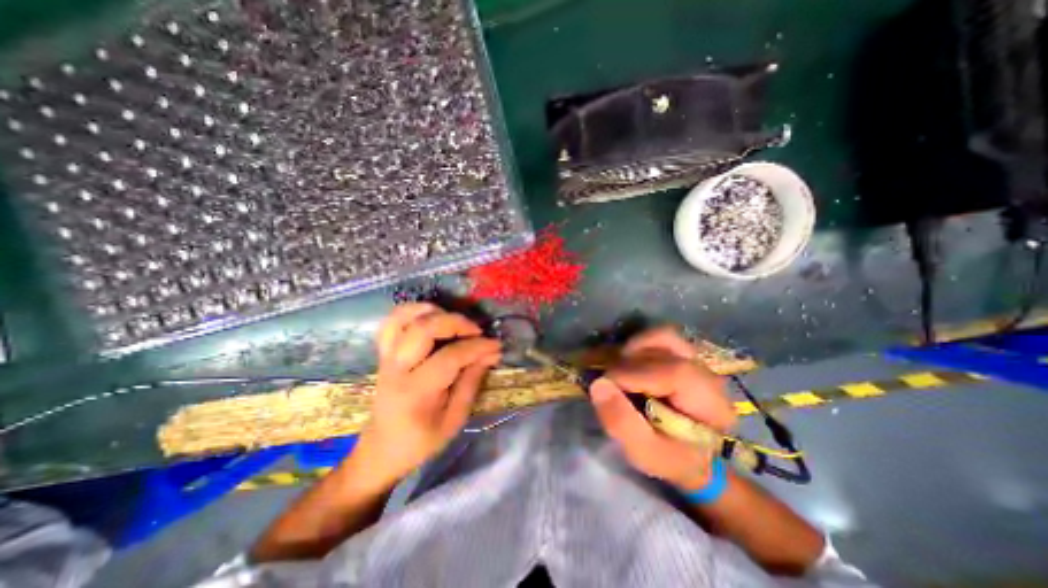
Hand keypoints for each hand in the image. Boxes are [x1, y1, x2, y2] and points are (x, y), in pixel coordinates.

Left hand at [350, 302, 500, 486]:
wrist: (381, 450)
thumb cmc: (421, 441)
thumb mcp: (454, 420)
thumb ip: (471, 382)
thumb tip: (490, 354)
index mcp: (416, 392)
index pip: (450, 357)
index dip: (477, 347)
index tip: (495, 345)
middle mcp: (397, 369)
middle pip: (423, 329)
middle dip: (456, 322)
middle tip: (476, 330)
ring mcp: (386, 358)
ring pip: (403, 318)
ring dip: (432, 311)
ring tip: (453, 320)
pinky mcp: (383, 353)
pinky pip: (391, 322)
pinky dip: (411, 312)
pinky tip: (430, 316)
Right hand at [589, 327, 735, 490]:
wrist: (688, 454)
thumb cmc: (668, 457)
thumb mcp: (643, 453)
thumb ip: (621, 422)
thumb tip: (599, 384)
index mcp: (710, 406)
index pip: (675, 373)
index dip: (634, 374)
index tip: (607, 386)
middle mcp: (708, 375)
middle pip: (668, 349)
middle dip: (630, 363)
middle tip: (611, 383)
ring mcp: (697, 361)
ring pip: (665, 336)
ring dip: (635, 348)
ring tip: (621, 369)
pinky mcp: (684, 354)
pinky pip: (660, 337)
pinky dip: (640, 344)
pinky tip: (630, 362)